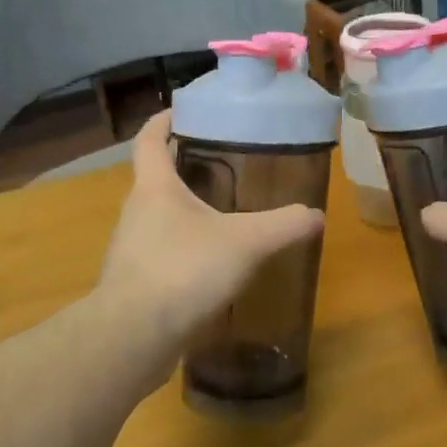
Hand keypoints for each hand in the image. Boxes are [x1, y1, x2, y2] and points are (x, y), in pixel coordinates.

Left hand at [99, 111, 324, 343]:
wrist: (133, 336)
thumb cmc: (184, 270)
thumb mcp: (245, 243)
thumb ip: (283, 226)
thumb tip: (316, 215)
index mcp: (154, 187)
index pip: (148, 139)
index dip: (163, 120)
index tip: (182, 110)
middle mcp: (136, 211)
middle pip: (155, 177)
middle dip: (182, 166)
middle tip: (221, 163)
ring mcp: (131, 248)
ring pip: (158, 217)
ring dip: (183, 210)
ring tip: (221, 214)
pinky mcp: (134, 282)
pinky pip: (160, 252)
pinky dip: (182, 248)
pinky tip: (209, 264)